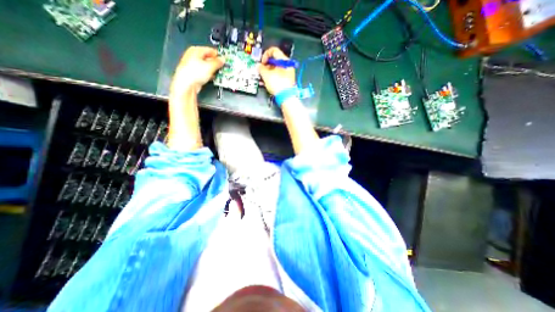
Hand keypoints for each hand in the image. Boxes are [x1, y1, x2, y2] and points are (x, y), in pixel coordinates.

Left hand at [173, 45, 225, 94]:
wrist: (186, 85)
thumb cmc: (193, 73)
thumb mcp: (210, 66)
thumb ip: (217, 62)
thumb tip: (222, 60)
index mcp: (195, 50)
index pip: (210, 50)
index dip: (218, 55)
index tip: (224, 60)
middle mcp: (193, 56)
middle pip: (208, 58)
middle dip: (216, 63)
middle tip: (222, 68)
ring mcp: (193, 66)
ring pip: (207, 66)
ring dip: (213, 70)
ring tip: (218, 73)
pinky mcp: (195, 74)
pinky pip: (204, 72)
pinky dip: (209, 75)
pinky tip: (212, 78)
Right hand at [260, 47, 296, 94]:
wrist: (286, 97)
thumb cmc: (277, 84)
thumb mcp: (266, 75)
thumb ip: (261, 68)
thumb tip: (259, 66)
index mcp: (284, 60)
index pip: (274, 51)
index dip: (265, 55)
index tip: (262, 63)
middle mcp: (287, 65)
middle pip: (274, 61)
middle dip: (266, 65)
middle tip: (261, 71)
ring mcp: (287, 74)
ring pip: (275, 69)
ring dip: (267, 72)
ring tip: (262, 78)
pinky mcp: (286, 81)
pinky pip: (278, 76)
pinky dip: (272, 77)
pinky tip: (266, 82)